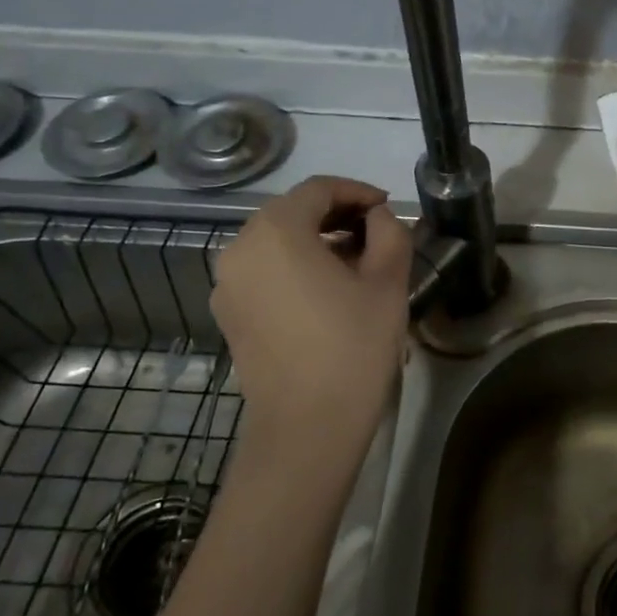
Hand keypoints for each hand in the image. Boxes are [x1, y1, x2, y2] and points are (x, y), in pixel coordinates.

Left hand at [210, 176, 412, 478]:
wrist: (307, 426)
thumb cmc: (353, 347)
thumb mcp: (388, 282)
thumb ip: (389, 233)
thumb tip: (377, 218)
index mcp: (276, 231)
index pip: (318, 189)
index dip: (357, 191)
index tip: (387, 208)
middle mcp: (240, 248)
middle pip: (291, 212)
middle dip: (336, 215)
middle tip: (376, 233)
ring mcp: (227, 284)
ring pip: (275, 242)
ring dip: (315, 241)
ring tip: (355, 263)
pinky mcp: (229, 314)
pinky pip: (263, 271)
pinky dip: (294, 267)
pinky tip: (326, 292)